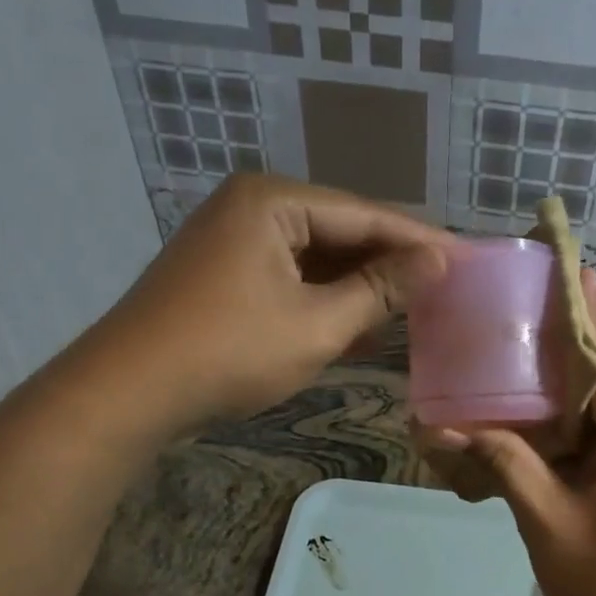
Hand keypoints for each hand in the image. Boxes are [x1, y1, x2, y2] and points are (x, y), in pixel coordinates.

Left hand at [97, 176, 450, 431]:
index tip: (468, 259)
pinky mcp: (224, 274)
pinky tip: (361, 325)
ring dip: (360, 286)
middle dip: (390, 263)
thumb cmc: (230, 352)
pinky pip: (290, 277)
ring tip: (414, 308)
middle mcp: (252, 207)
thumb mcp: (318, 323)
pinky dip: (324, 300)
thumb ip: (381, 290)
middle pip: (341, 231)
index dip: (419, 240)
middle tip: (445, 287)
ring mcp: (233, 240)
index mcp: (273, 201)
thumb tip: (438, 262)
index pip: (366, 214)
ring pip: (317, 258)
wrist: (128, 394)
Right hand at [440, 370, 595, 595]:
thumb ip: (505, 463)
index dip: (553, 372)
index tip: (503, 367)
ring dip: (559, 420)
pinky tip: (534, 443)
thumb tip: (443, 428)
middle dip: (550, 397)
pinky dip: (575, 441)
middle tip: (494, 391)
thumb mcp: (547, 524)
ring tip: (505, 415)